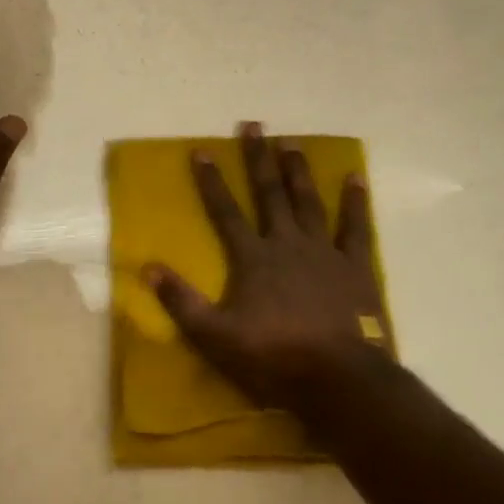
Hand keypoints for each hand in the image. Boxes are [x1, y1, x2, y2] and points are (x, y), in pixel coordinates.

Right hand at [146, 123, 382, 415]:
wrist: (338, 378)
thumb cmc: (273, 357)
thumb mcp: (214, 336)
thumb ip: (181, 301)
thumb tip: (147, 268)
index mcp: (252, 258)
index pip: (225, 212)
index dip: (211, 181)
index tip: (202, 150)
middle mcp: (287, 243)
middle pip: (269, 194)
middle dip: (259, 159)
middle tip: (254, 125)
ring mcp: (324, 252)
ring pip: (309, 202)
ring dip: (298, 172)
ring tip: (292, 143)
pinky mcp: (355, 267)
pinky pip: (356, 227)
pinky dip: (355, 202)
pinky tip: (355, 178)